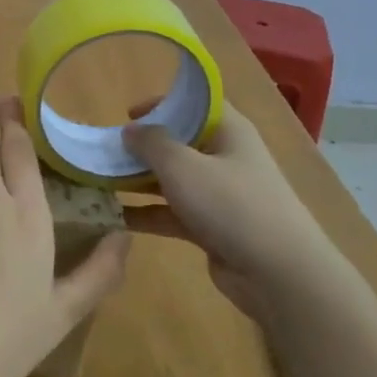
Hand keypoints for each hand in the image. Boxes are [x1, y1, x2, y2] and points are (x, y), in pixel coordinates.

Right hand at [120, 101, 333, 321]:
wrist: (277, 273)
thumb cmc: (230, 204)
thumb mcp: (182, 165)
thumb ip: (151, 143)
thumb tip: (130, 130)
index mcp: (229, 131)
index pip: (195, 104)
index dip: (163, 103)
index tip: (126, 114)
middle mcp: (225, 158)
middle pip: (179, 143)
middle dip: (142, 147)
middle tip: (105, 151)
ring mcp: (219, 195)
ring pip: (172, 180)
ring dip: (138, 181)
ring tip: (99, 181)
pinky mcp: (211, 227)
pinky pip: (172, 212)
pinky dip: (147, 212)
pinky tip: (114, 216)